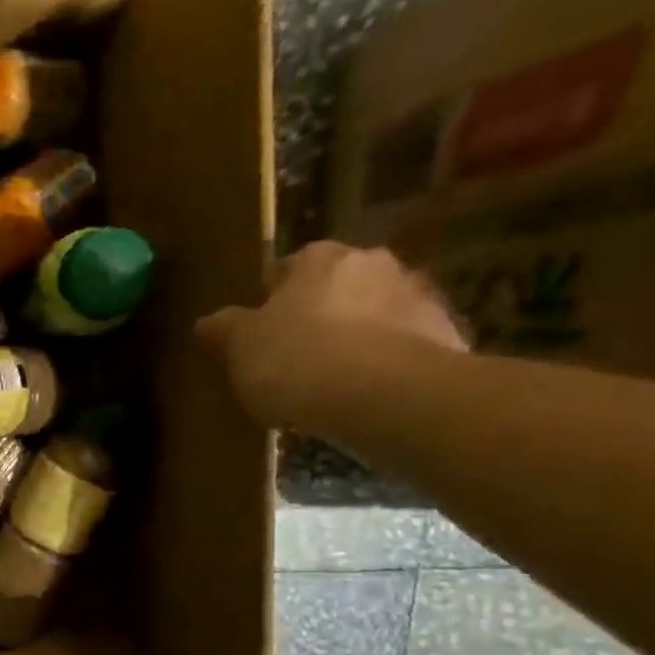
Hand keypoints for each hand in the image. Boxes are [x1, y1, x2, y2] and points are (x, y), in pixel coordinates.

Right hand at [195, 241, 467, 426]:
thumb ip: (224, 330)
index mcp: (319, 258)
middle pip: (335, 288)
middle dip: (318, 314)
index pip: (287, 268)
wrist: (386, 396)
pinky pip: (401, 347)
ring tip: (329, 383)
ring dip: (355, 338)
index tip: (259, 332)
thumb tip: (207, 322)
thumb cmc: (297, 359)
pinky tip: (362, 397)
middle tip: (292, 356)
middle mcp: (373, 263)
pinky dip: (383, 364)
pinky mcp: (447, 336)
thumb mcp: (240, 347)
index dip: (269, 300)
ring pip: (373, 315)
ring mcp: (417, 297)